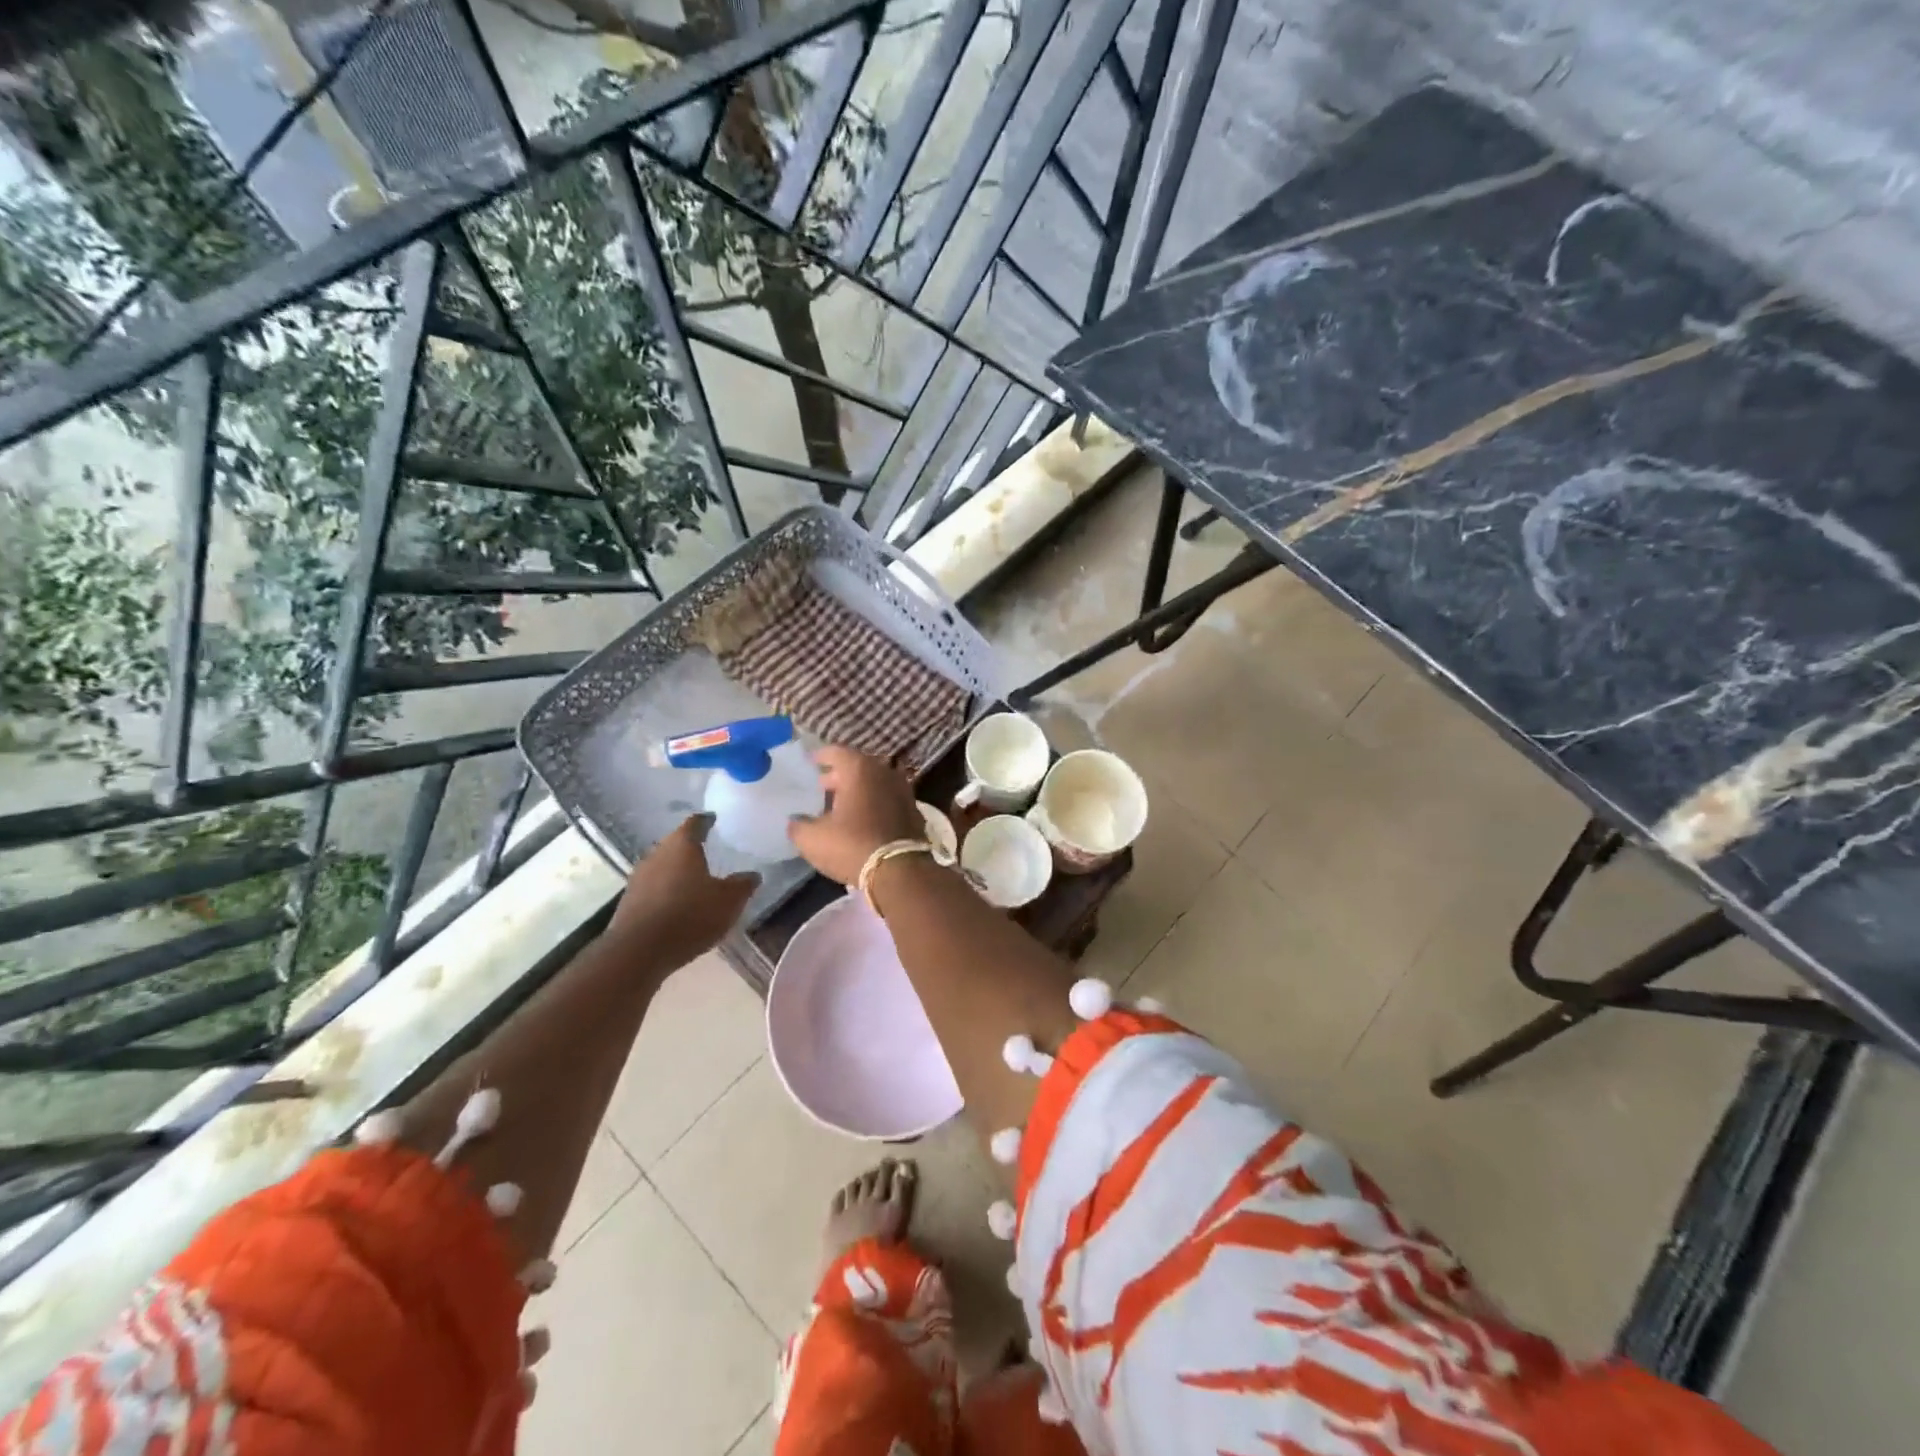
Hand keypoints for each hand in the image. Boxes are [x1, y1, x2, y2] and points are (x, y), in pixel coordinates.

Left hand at [609, 815, 759, 967]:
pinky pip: (653, 887)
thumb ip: (743, 884)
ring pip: (663, 865)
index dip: (707, 821)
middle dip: (692, 847)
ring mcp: (639, 877)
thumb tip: (752, 874)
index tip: (716, 820)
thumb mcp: (729, 901)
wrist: (639, 951)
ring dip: (678, 871)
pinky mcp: (629, 901)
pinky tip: (679, 904)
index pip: (695, 823)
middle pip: (676, 843)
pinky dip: (667, 890)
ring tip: (696, 880)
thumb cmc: (690, 915)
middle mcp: (657, 853)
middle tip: (711, 852)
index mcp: (682, 845)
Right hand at [788, 746, 924, 884]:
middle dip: (839, 775)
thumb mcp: (813, 839)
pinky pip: (888, 800)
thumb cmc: (852, 846)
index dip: (821, 756)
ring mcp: (903, 791)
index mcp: (859, 770)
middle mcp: (884, 773)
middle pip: (857, 766)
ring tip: (840, 805)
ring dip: (858, 791)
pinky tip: (862, 820)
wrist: (900, 871)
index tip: (810, 762)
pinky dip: (874, 804)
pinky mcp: (914, 812)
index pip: (836, 752)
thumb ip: (798, 825)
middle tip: (822, 787)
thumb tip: (795, 821)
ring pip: (875, 783)